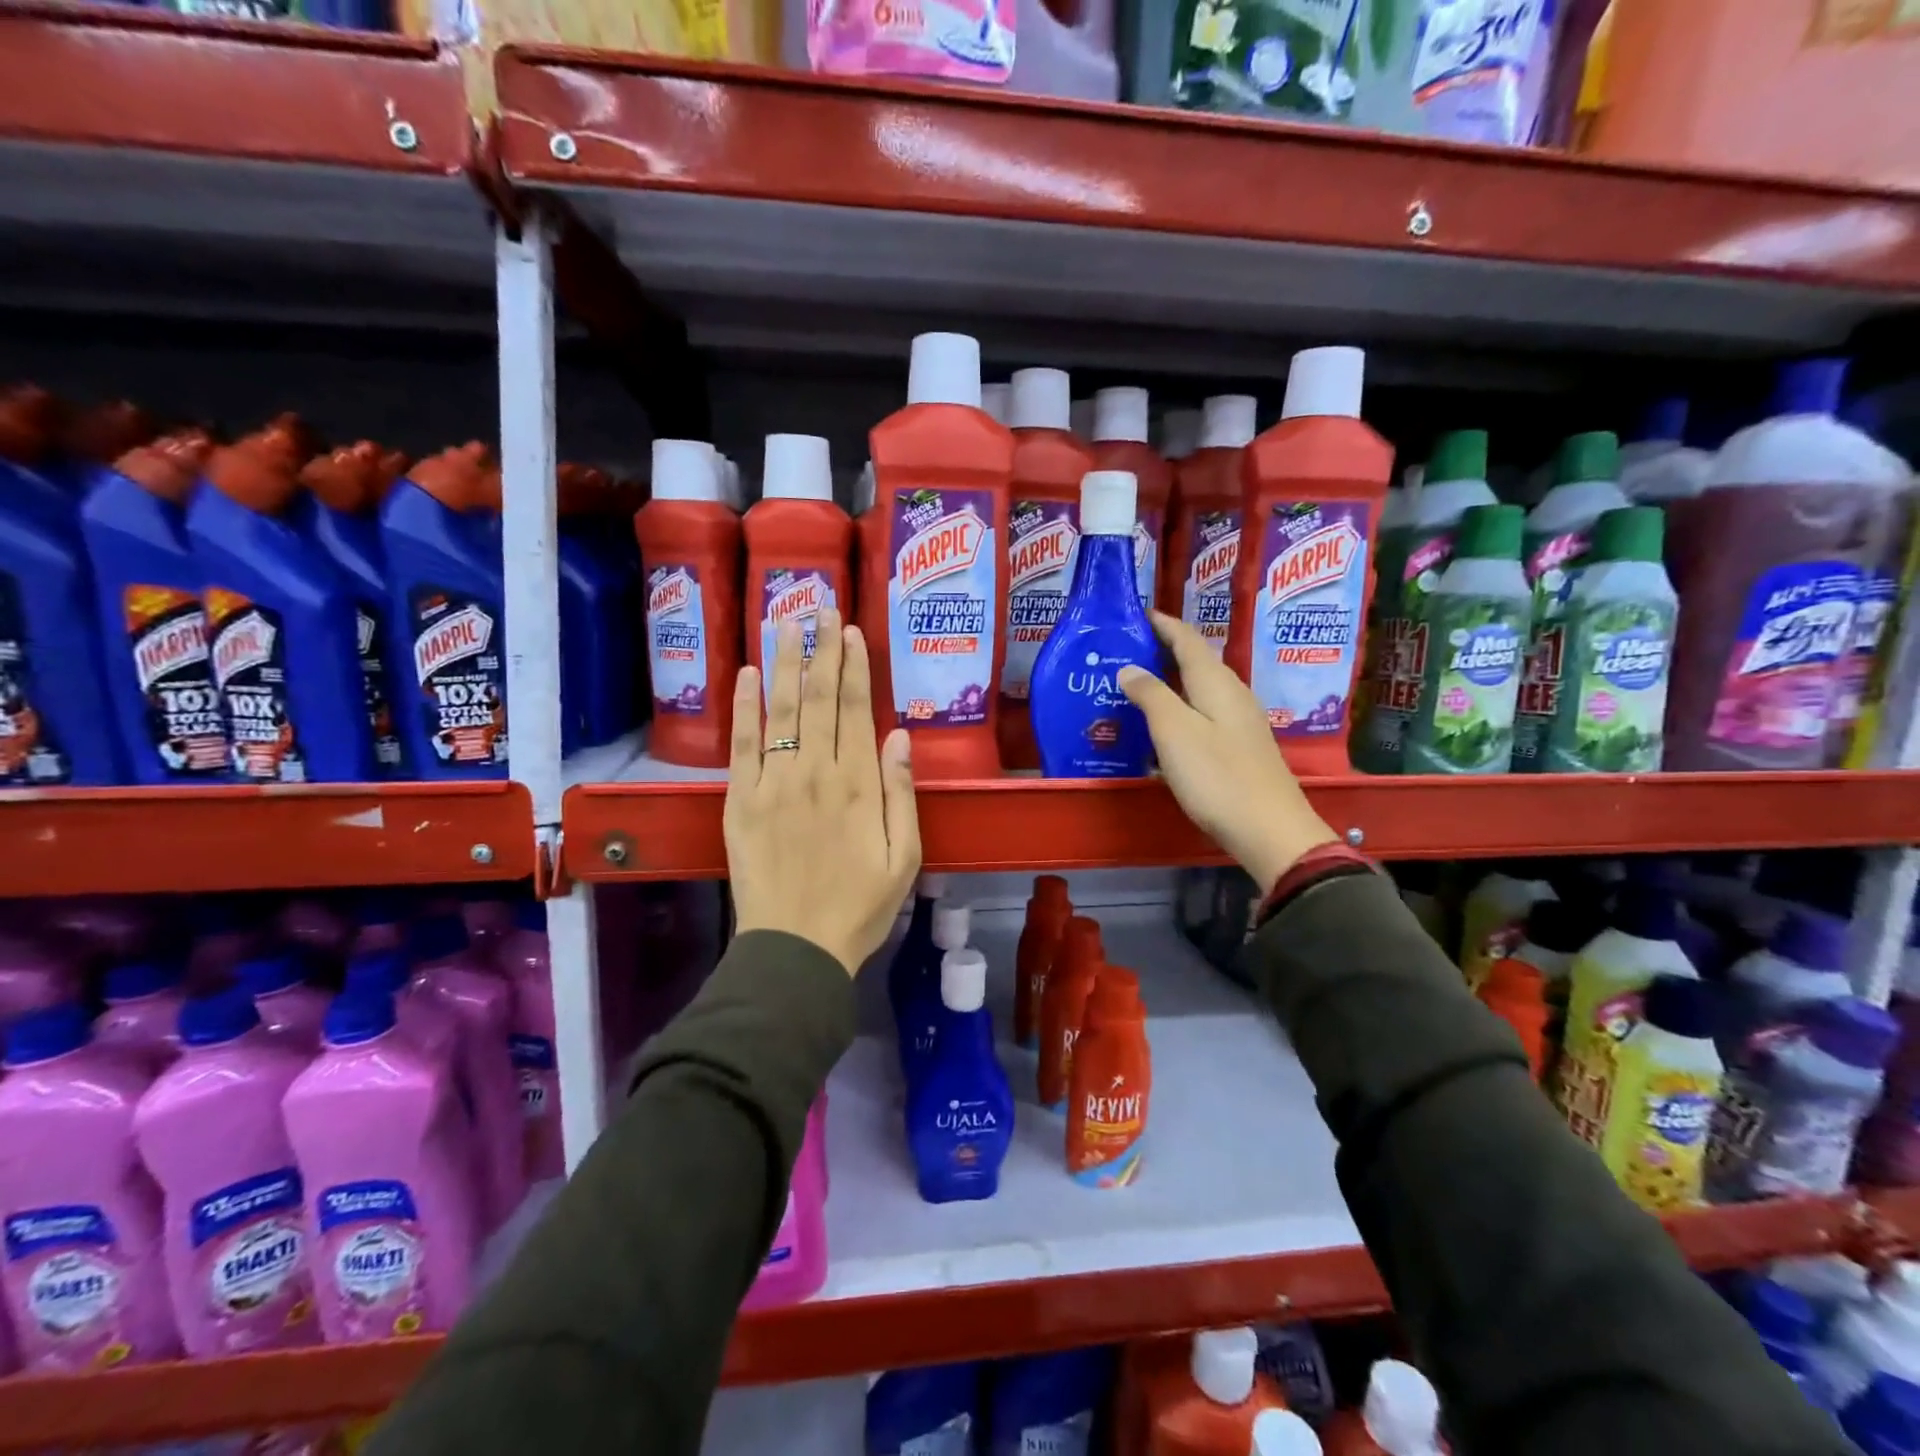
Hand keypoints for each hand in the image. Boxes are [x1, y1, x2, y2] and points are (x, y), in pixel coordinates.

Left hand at [725, 607, 921, 975]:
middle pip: (817, 698)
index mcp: (859, 785)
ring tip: (784, 621)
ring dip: (783, 662)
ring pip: (780, 710)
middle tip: (819, 607)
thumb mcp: (905, 857)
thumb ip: (902, 794)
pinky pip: (742, 744)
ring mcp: (773, 784)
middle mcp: (815, 772)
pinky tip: (745, 673)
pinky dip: (744, 706)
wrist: (796, 948)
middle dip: (820, 649)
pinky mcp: (740, 801)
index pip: (854, 710)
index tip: (850, 631)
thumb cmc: (860, 906)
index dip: (853, 667)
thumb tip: (900, 735)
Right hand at [1119, 612, 1336, 893]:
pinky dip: (1179, 708)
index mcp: (1216, 682)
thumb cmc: (1217, 777)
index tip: (1135, 613)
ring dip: (1169, 681)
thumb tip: (1129, 667)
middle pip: (1195, 661)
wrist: (1269, 830)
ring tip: (1134, 685)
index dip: (1162, 623)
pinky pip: (1203, 713)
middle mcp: (1232, 693)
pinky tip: (1162, 726)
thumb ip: (1151, 695)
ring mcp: (1239, 721)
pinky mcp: (1239, 746)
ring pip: (1199, 688)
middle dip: (1162, 650)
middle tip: (1123, 651)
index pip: (1187, 638)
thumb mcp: (1174, 733)